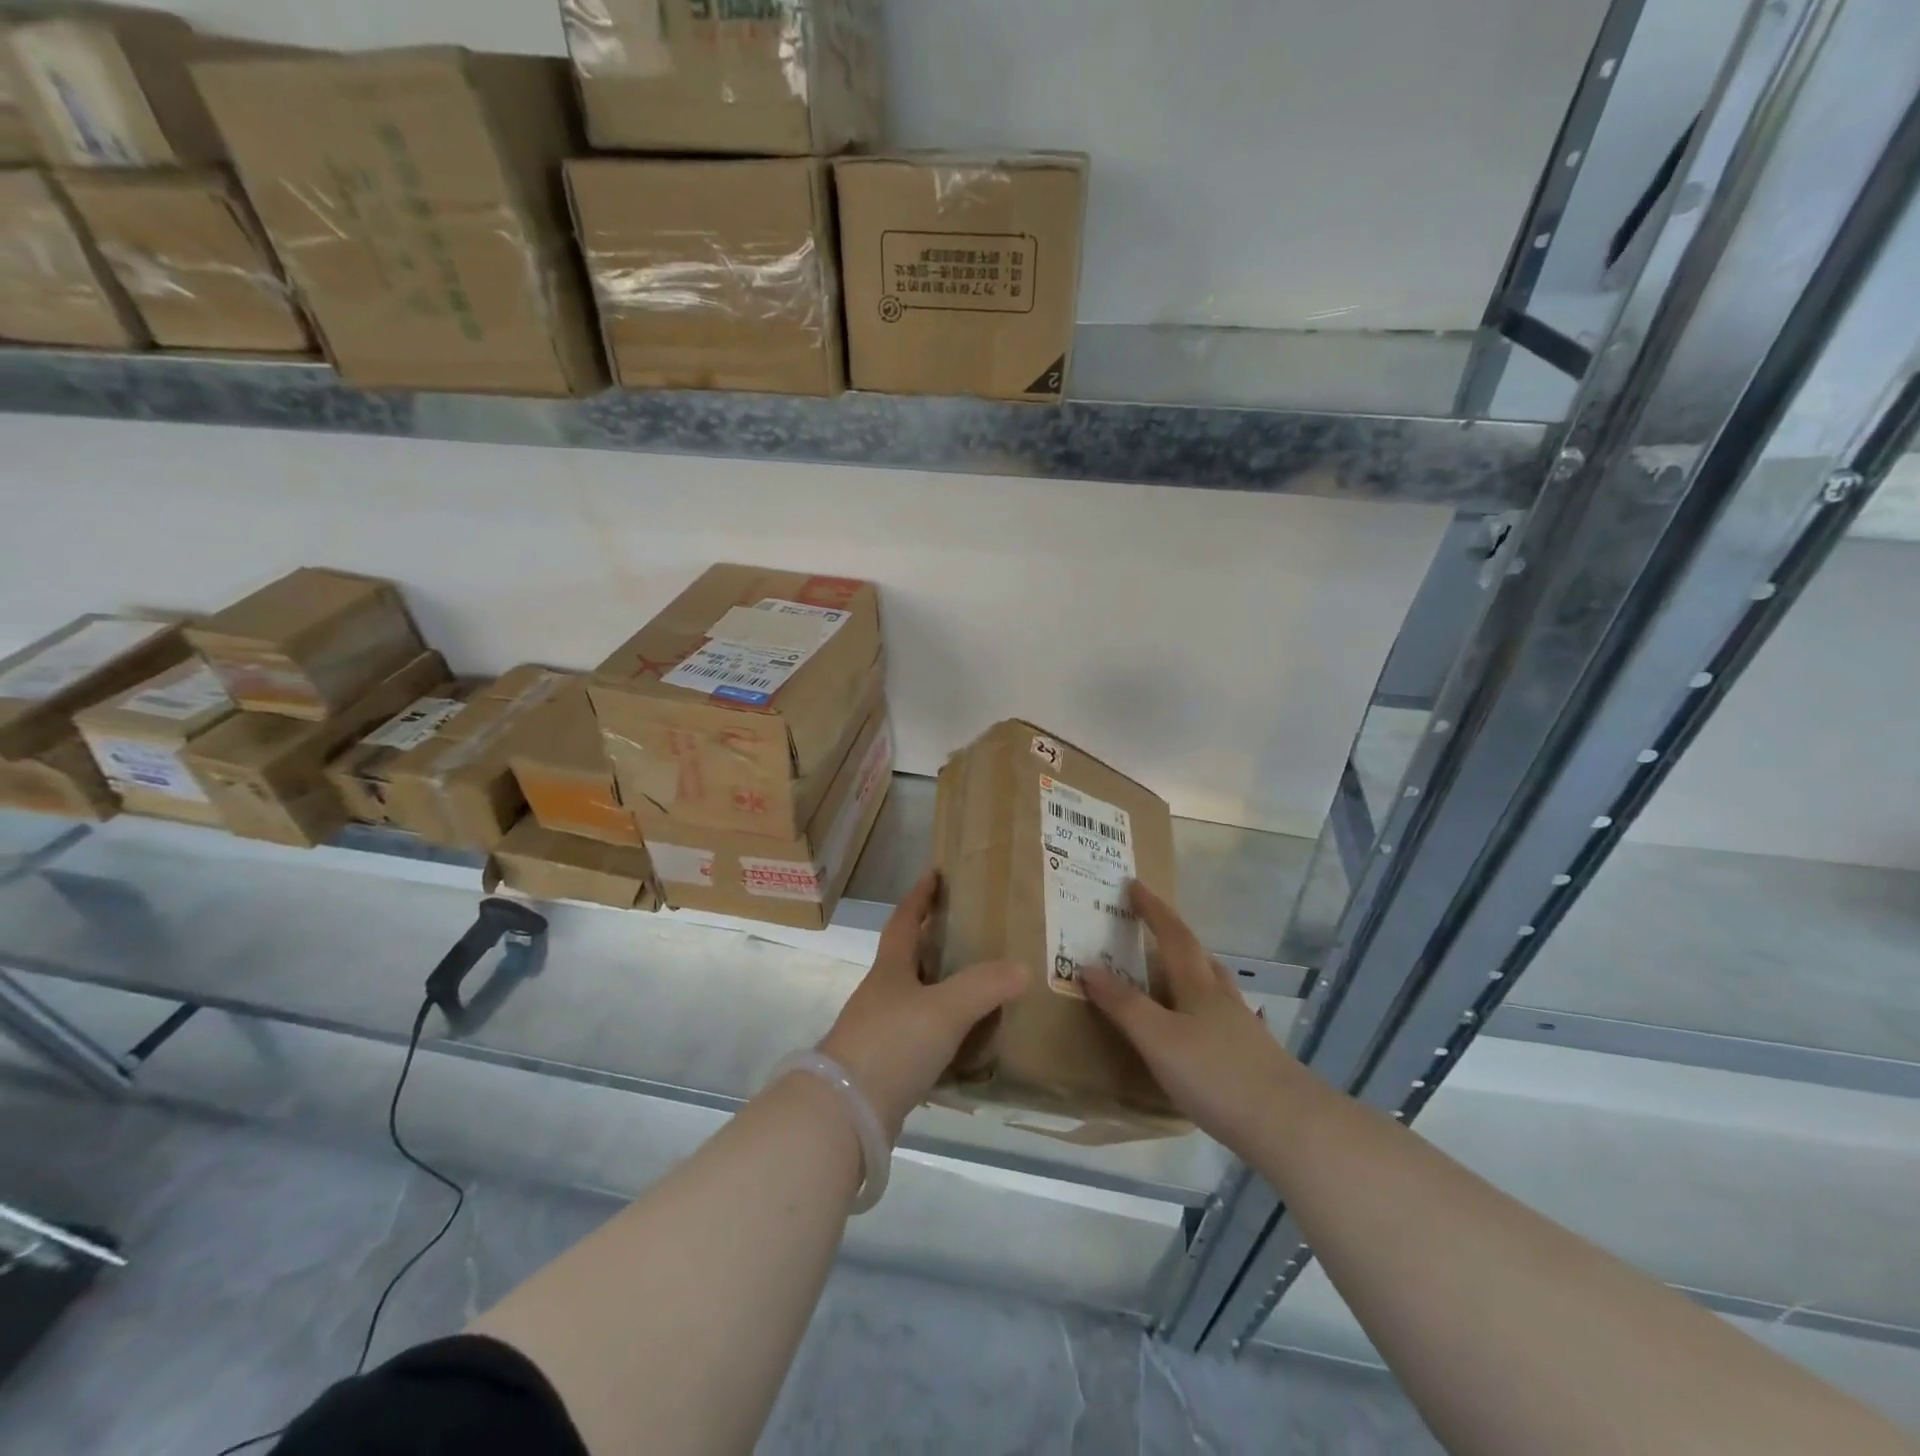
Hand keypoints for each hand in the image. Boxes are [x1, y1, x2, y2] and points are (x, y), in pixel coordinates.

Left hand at [819, 869, 1028, 1141]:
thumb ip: (984, 986)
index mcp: (890, 970)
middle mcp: (882, 995)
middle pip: (908, 959)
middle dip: (934, 942)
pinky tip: (967, 1045)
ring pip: (915, 1000)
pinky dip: (943, 1034)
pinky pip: (921, 1038)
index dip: (919, 897)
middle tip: (971, 933)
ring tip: (979, 987)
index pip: (904, 921)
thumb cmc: (892, 1044)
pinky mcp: (885, 1067)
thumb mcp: (944, 1009)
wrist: (846, 1113)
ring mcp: (879, 1032)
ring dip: (941, 990)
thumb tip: (1022, 967)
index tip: (934, 873)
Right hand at [1083, 880, 1302, 1155]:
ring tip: (1174, 974)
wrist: (1290, 1126)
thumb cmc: (1216, 1075)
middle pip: (1199, 956)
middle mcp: (1222, 999)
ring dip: (1193, 971)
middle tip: (1151, 927)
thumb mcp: (1158, 1039)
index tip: (1135, 884)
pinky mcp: (1254, 1058)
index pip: (1173, 935)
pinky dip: (1205, 1012)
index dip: (1152, 909)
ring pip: (1215, 986)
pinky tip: (1204, 1031)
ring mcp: (1243, 1028)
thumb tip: (1087, 965)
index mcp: (1197, 986)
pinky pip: (1222, 1019)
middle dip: (1174, 936)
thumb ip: (1123, 1004)